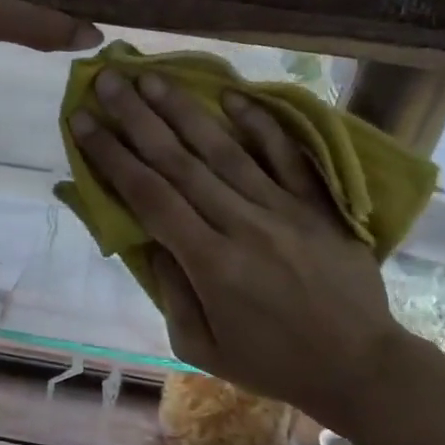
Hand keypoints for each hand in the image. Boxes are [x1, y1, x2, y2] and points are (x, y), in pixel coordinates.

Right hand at [70, 70, 409, 431]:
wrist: (361, 367)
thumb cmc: (272, 363)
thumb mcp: (200, 347)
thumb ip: (170, 291)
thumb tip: (150, 240)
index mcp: (209, 263)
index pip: (148, 196)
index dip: (111, 156)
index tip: (83, 121)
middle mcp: (242, 224)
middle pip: (179, 162)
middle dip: (137, 118)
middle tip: (109, 80)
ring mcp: (283, 209)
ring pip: (224, 149)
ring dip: (184, 111)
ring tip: (153, 78)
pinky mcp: (318, 204)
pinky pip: (286, 156)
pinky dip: (260, 124)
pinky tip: (232, 96)